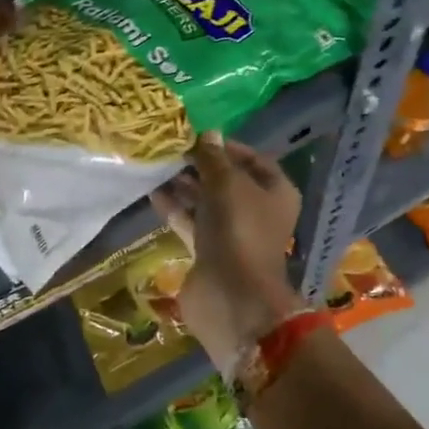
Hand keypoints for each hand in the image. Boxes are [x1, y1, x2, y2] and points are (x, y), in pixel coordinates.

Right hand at [150, 133, 303, 367]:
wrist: (231, 296)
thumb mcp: (227, 183)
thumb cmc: (239, 230)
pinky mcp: (210, 251)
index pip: (253, 159)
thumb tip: (208, 132)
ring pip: (207, 202)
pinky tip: (153, 192)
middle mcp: (257, 211)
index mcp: (275, 192)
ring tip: (157, 166)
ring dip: (184, 185)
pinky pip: (191, 222)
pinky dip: (175, 208)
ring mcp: (233, 234)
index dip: (226, 147)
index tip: (197, 136)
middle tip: (171, 149)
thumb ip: (214, 158)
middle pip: (227, 180)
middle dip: (200, 165)